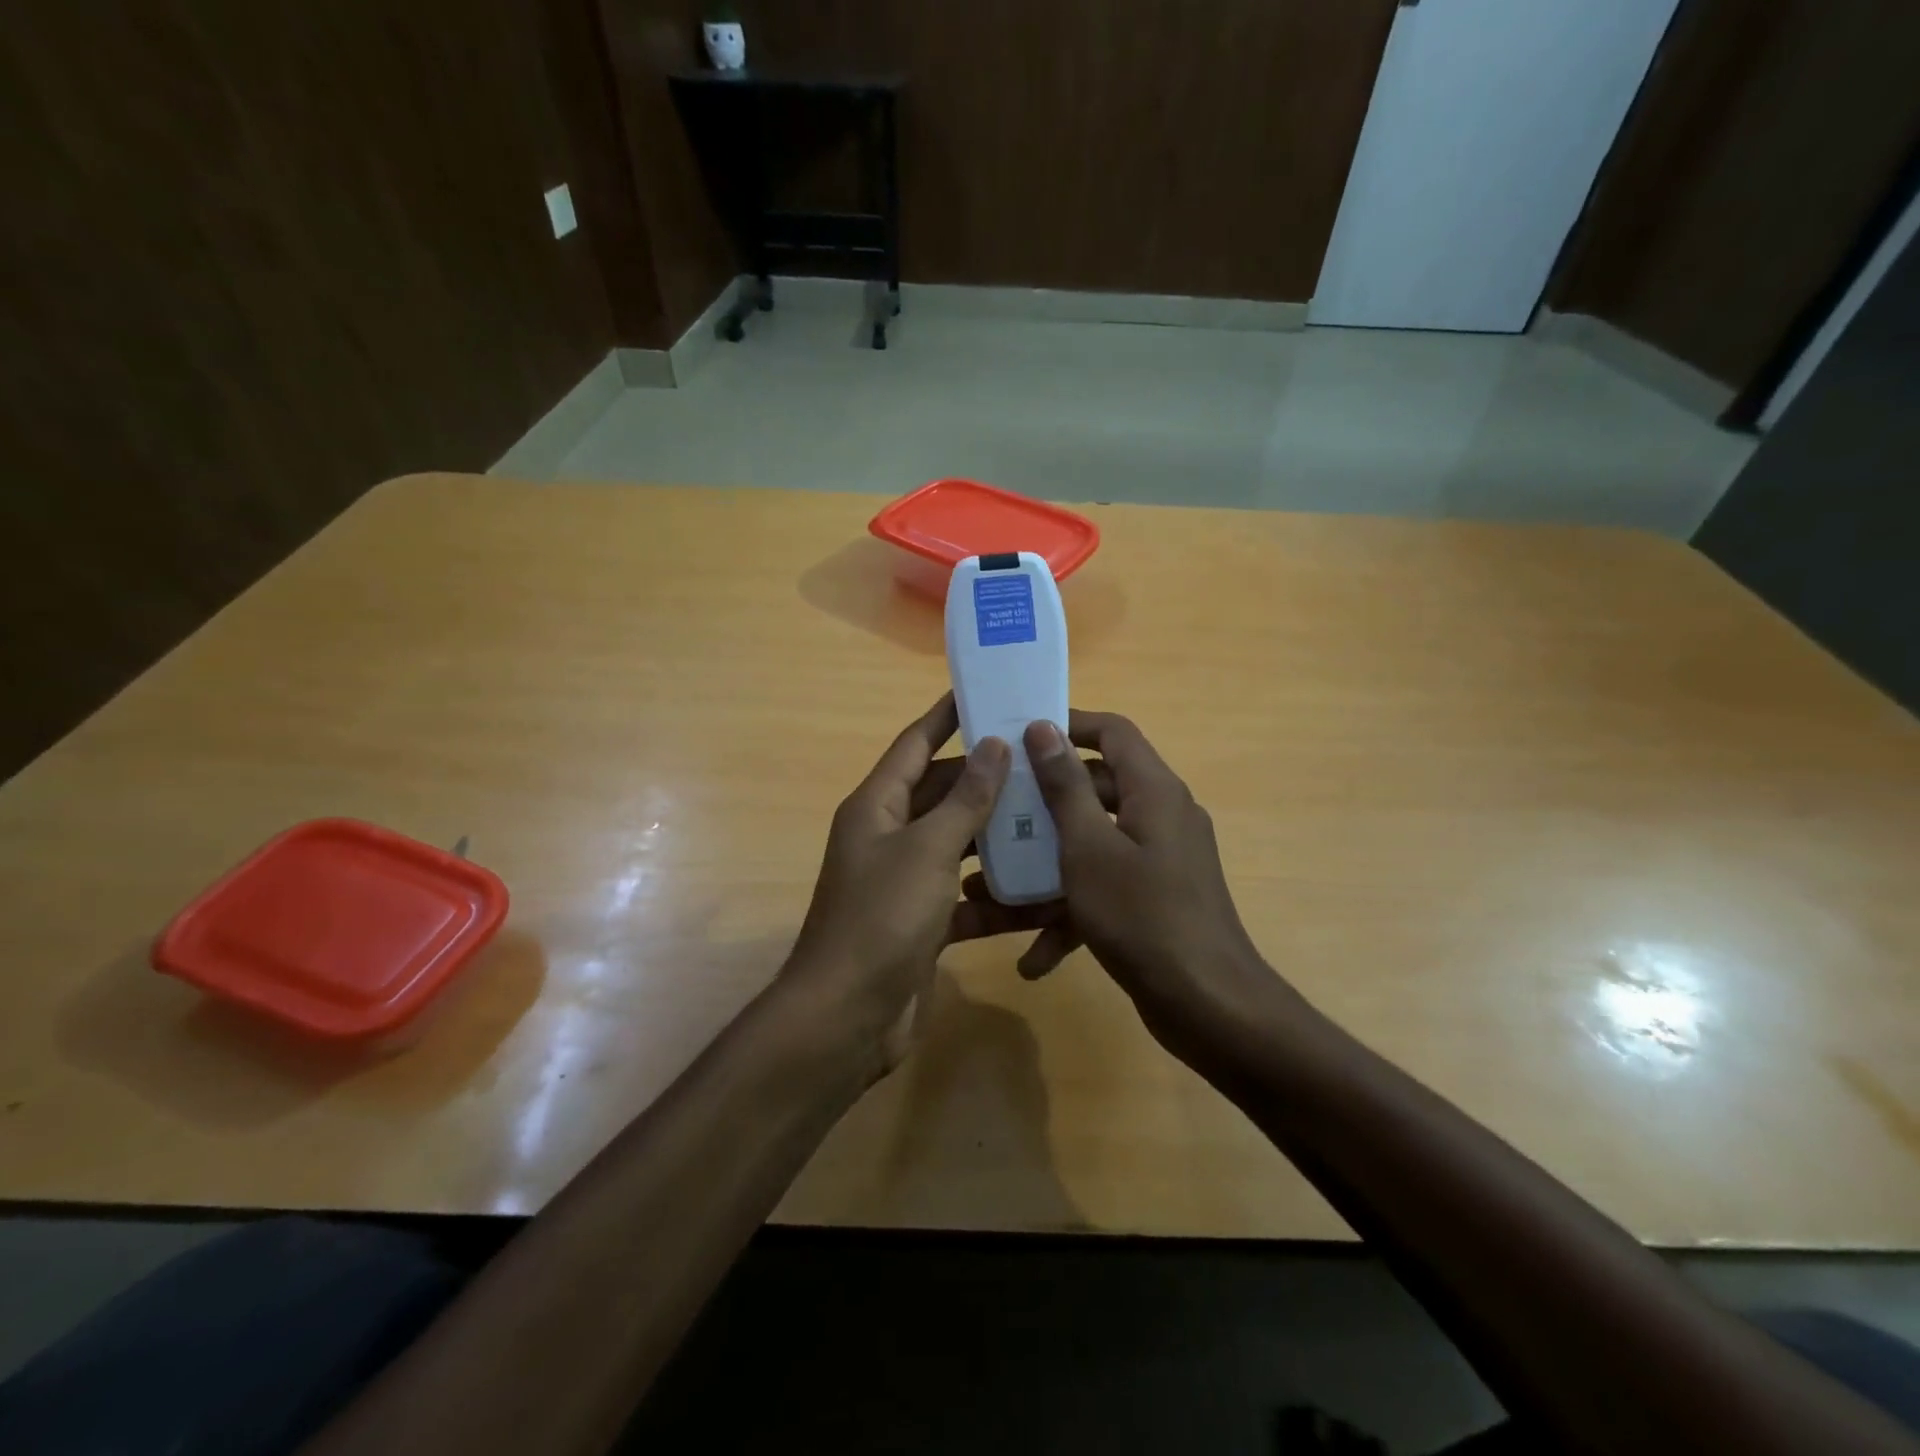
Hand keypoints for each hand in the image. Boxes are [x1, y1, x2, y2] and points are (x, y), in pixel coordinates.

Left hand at [783, 694, 1011, 1076]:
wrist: (848, 1017)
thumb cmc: (882, 918)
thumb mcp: (928, 850)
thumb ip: (965, 799)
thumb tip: (994, 745)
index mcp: (877, 806)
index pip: (915, 745)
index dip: (946, 716)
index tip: (983, 691)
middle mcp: (889, 837)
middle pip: (943, 794)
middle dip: (987, 779)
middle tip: (1040, 761)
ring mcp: (906, 882)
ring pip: (959, 846)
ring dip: (999, 838)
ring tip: (1053, 818)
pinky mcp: (923, 923)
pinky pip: (966, 898)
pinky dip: (996, 898)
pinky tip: (1041, 894)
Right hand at [1014, 712, 1289, 1057]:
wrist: (1208, 1006)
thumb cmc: (1142, 915)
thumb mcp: (1089, 848)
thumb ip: (1064, 786)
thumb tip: (1044, 727)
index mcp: (1153, 790)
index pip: (1113, 732)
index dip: (1069, 725)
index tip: (1021, 736)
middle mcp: (1162, 816)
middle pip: (1097, 788)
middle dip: (1045, 803)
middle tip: (996, 811)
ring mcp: (1161, 860)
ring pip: (1095, 844)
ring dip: (1049, 865)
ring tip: (994, 888)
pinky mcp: (1155, 899)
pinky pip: (1106, 888)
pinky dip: (1073, 912)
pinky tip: (1034, 957)